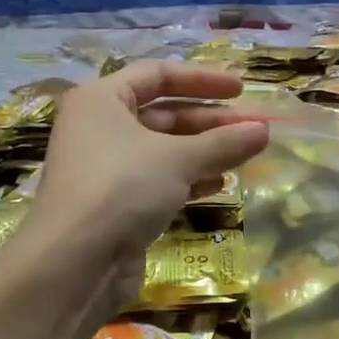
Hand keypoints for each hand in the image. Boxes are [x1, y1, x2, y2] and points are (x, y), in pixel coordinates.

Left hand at [26, 61, 269, 311]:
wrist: (73, 264)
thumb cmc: (121, 188)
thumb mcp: (178, 159)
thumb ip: (224, 142)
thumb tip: (265, 130)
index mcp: (101, 100)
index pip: (157, 74)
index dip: (202, 79)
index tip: (241, 90)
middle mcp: (99, 127)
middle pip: (164, 113)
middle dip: (211, 121)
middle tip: (255, 128)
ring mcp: (106, 168)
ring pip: (164, 149)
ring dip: (205, 151)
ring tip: (246, 155)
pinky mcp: (115, 203)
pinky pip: (158, 179)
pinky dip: (188, 178)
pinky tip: (219, 184)